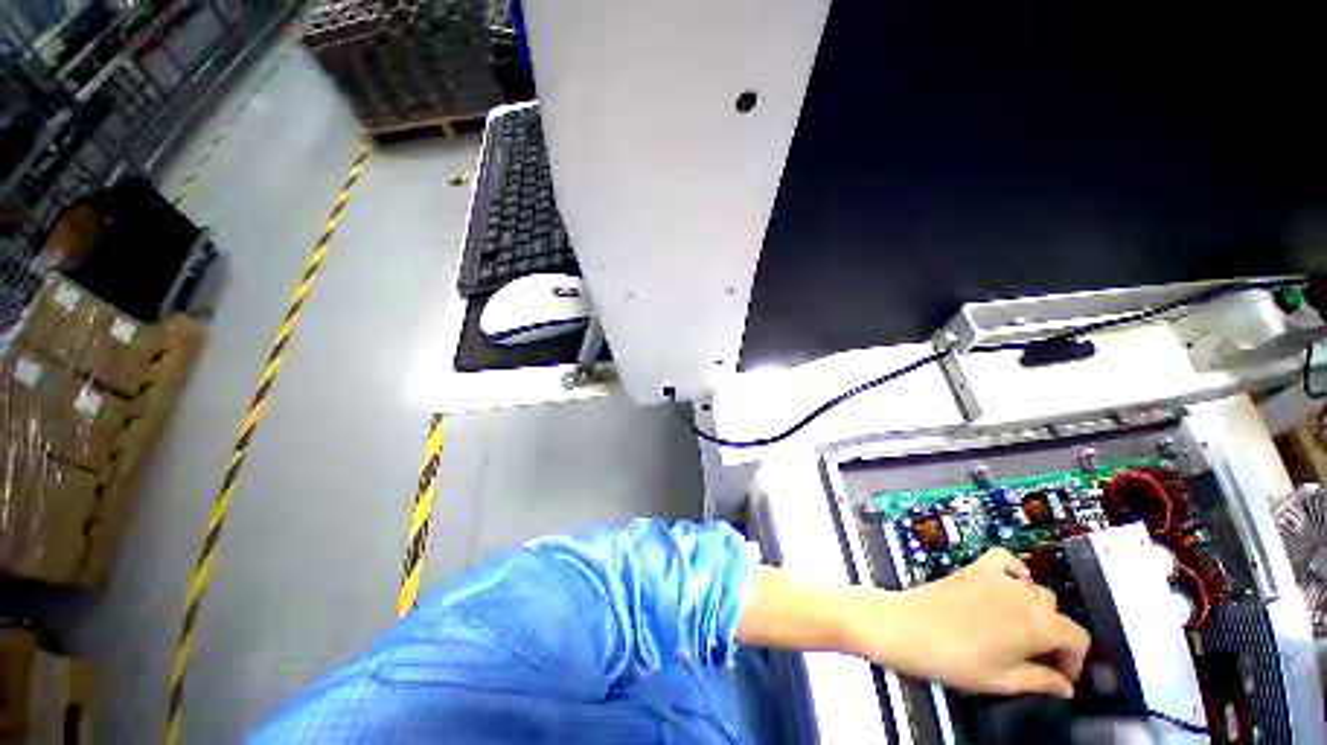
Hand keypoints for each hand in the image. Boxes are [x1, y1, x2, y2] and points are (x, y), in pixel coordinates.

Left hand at [846, 548, 1091, 697]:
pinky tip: (1009, 587)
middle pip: (1056, 613)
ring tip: (1020, 634)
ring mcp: (996, 576)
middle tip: (1037, 661)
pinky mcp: (973, 568)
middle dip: (1054, 639)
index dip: (1075, 661)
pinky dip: (1013, 570)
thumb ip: (1041, 682)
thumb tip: (1067, 687)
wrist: (905, 627)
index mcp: (1037, 624)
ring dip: (1036, 611)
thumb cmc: (955, 660)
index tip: (1060, 678)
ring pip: (1034, 590)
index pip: (1077, 638)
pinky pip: (1003, 559)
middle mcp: (1023, 594)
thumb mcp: (1002, 681)